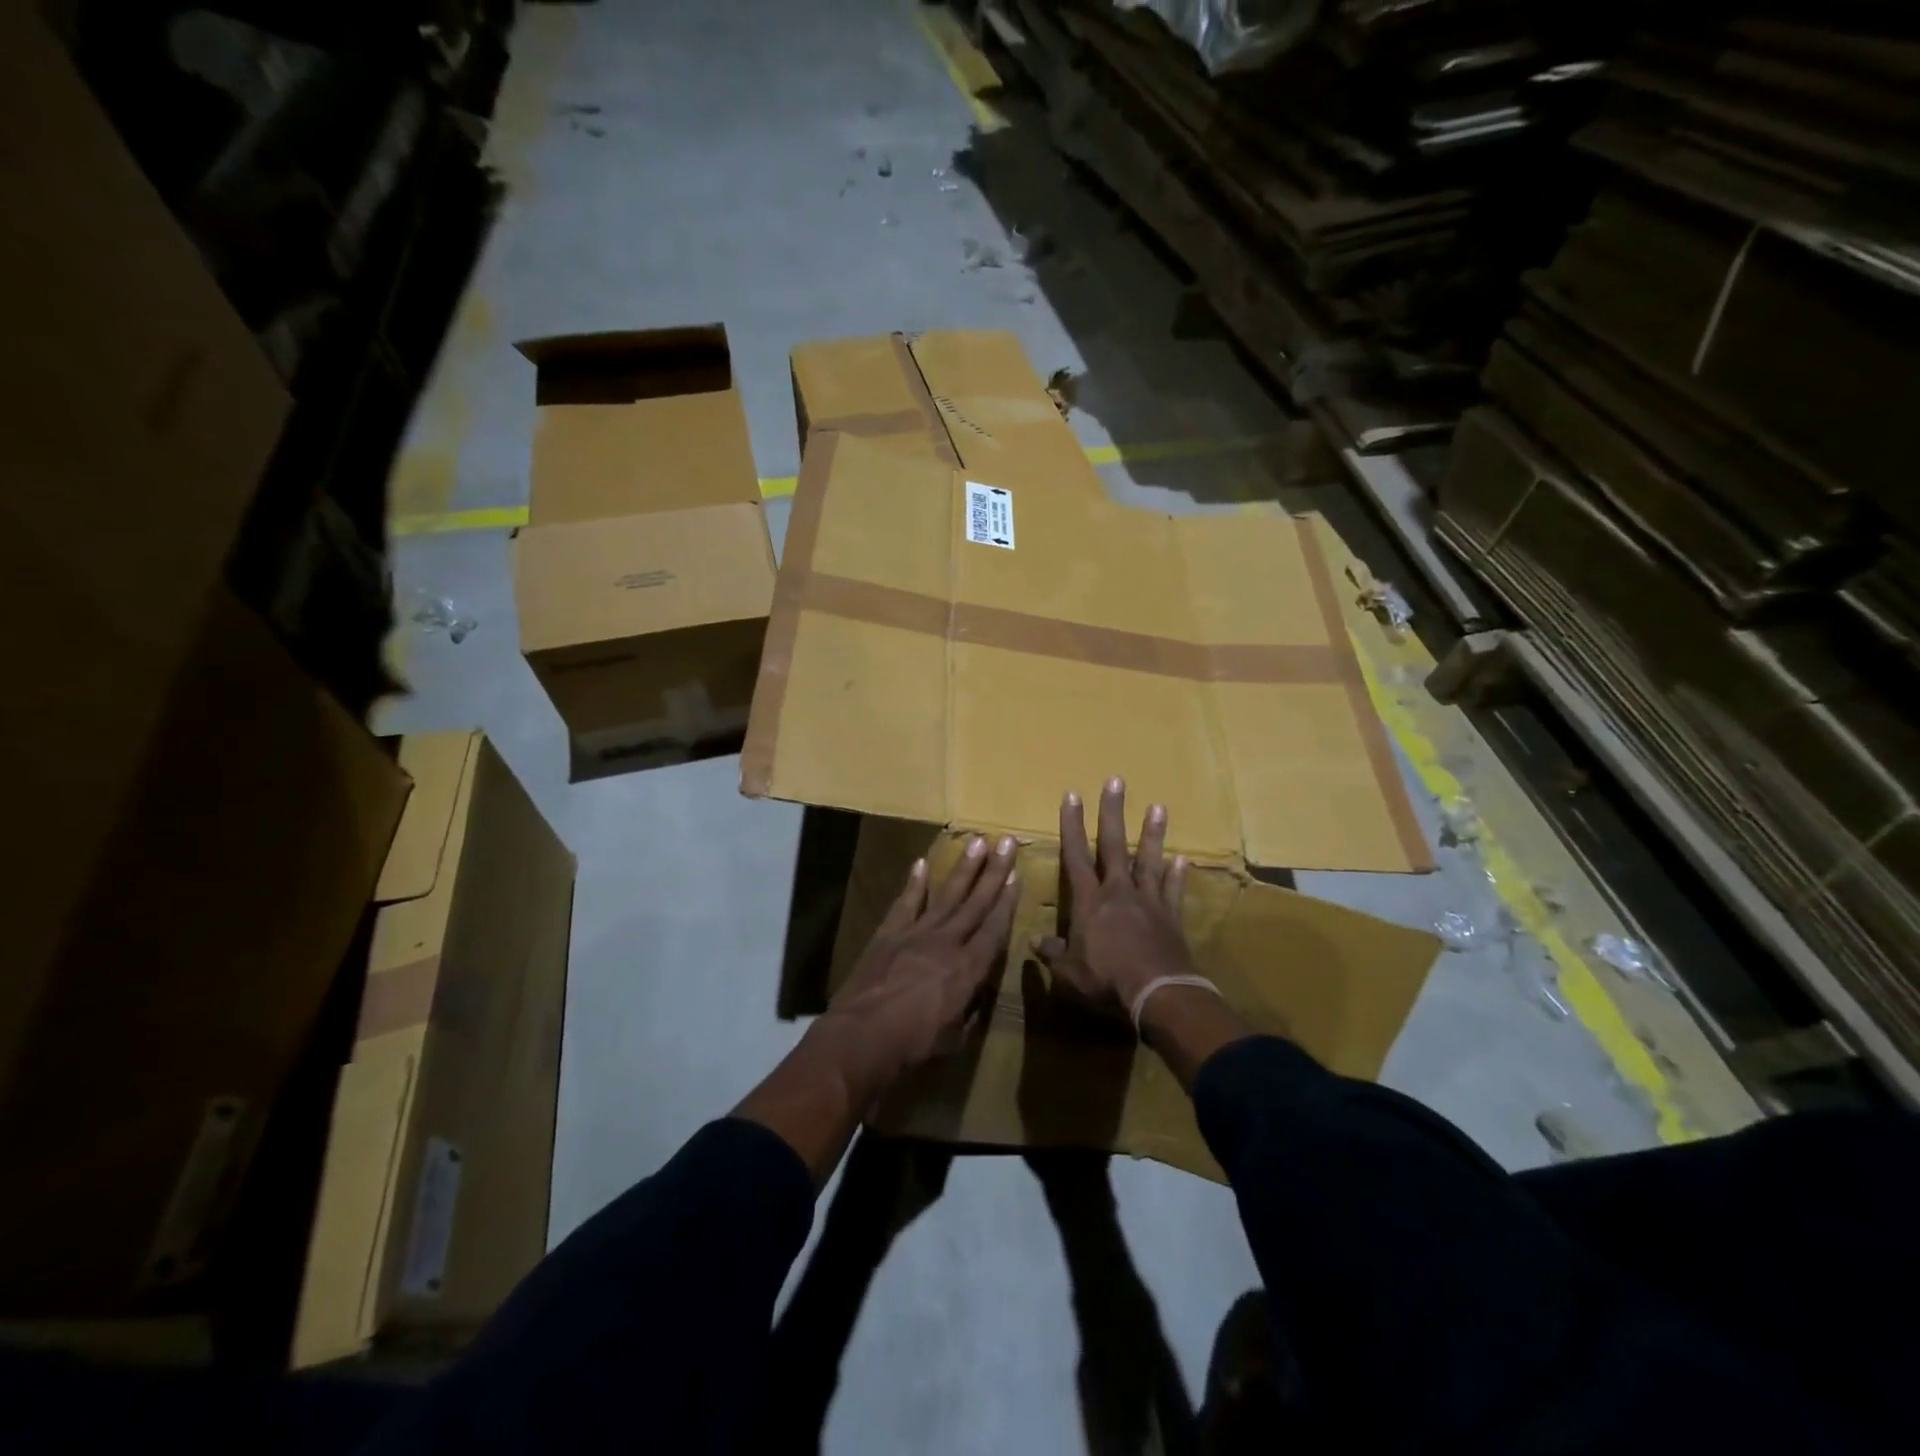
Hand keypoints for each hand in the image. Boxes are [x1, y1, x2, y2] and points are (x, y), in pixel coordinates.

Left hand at [820, 834, 1020, 1104]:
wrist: (862, 1037)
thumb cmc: (913, 1046)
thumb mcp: (954, 1038)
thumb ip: (968, 1010)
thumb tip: (974, 995)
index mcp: (968, 969)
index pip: (994, 928)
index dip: (1008, 901)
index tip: (1017, 874)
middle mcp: (947, 942)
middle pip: (976, 902)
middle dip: (994, 870)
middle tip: (1006, 841)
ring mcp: (916, 933)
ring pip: (946, 894)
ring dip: (964, 868)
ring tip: (977, 841)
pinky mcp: (889, 934)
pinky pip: (905, 903)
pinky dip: (914, 883)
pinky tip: (922, 863)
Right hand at [1037, 777, 1193, 1016]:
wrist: (1158, 995)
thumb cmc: (1106, 981)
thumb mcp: (1069, 973)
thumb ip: (1053, 954)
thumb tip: (1034, 942)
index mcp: (1089, 902)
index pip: (1076, 855)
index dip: (1072, 825)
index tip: (1072, 795)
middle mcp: (1118, 892)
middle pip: (1114, 845)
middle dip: (1113, 813)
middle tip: (1116, 781)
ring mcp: (1148, 902)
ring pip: (1149, 861)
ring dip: (1153, 834)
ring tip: (1158, 807)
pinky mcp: (1171, 917)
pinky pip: (1173, 891)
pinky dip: (1177, 875)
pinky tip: (1183, 859)